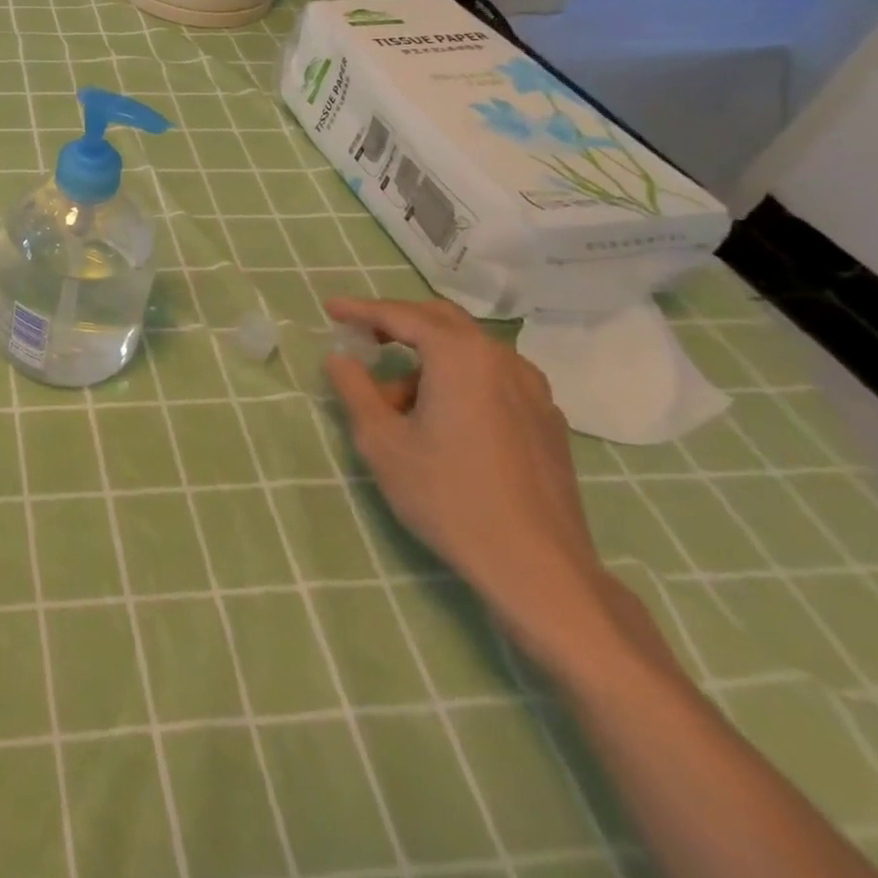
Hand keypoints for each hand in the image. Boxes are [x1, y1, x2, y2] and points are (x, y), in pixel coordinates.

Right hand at [323, 297, 628, 668]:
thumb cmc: (448, 497)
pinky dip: (457, 378)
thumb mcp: (381, 441)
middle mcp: (501, 360)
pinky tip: (441, 417)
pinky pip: (492, 377)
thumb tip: (340, 358)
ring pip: (469, 350)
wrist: (539, 568)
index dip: (360, 309)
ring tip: (396, 399)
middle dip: (396, 323)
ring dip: (426, 357)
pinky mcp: (547, 420)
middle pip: (440, 322)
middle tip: (361, 338)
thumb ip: (354, 390)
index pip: (401, 315)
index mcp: (460, 357)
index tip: (329, 308)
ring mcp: (533, 390)